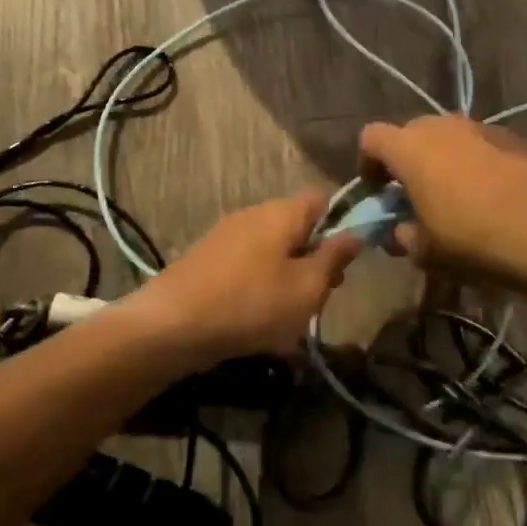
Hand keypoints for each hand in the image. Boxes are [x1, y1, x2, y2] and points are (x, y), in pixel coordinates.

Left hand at [121, 194, 362, 363]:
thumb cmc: (251, 304)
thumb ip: (334, 258)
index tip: (346, 260)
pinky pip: (247, 268)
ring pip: (273, 251)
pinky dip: (260, 289)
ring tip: (291, 319)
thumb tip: (356, 232)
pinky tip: (259, 324)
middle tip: (320, 297)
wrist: (170, 325)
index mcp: (282, 212)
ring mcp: (226, 236)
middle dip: (314, 259)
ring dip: (288, 279)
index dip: (341, 224)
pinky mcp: (207, 260)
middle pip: (297, 227)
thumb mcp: (306, 287)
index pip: (322, 199)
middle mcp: (253, 214)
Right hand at [357, 116, 526, 286]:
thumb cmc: (471, 238)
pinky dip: (475, 164)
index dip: (367, 163)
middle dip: (407, 160)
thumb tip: (401, 230)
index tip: (376, 191)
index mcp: (409, 148)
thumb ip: (403, 236)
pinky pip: (479, 146)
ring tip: (455, 197)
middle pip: (411, 133)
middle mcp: (441, 126)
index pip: (371, 138)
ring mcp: (480, 127)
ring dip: (443, 161)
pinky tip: (490, 197)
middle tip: (415, 196)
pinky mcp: (513, 138)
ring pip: (448, 137)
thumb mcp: (425, 251)